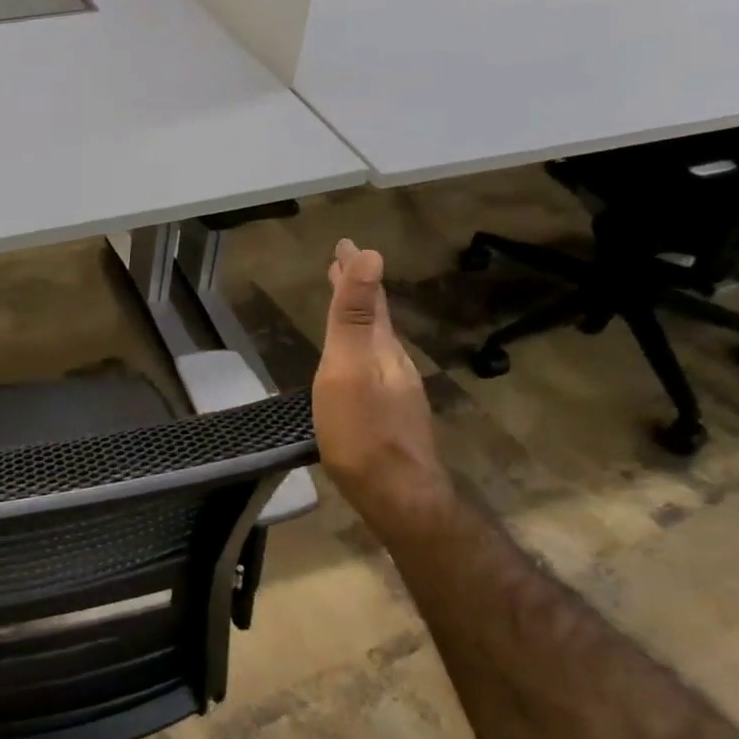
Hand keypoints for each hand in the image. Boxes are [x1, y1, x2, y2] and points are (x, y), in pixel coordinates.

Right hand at [313, 240, 453, 543]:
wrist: (396, 494)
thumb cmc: (362, 430)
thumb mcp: (349, 369)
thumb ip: (355, 317)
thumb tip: (371, 254)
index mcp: (381, 347)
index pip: (369, 297)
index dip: (355, 270)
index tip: (345, 244)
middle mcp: (392, 363)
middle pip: (375, 317)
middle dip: (358, 289)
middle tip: (341, 266)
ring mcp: (394, 392)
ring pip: (375, 342)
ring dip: (358, 318)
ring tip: (343, 306)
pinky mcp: (388, 416)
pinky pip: (371, 367)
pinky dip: (358, 350)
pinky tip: (352, 365)